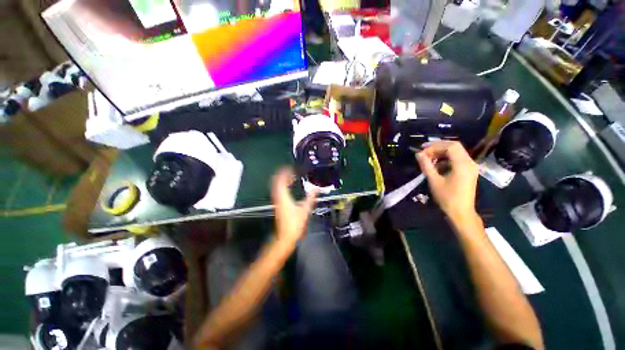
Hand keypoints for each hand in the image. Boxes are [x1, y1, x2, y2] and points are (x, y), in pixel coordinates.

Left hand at [271, 167, 317, 243]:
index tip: (290, 168)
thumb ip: (311, 198)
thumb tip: (317, 189)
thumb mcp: (305, 210)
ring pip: (276, 186)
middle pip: (276, 182)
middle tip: (290, 171)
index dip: (285, 173)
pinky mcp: (278, 204)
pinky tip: (288, 187)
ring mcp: (277, 201)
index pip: (281, 181)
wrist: (285, 236)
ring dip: (282, 180)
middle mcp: (278, 197)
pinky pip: (277, 191)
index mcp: (284, 197)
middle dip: (282, 174)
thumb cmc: (295, 224)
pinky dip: (282, 186)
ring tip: (290, 177)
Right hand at [416, 141, 478, 223]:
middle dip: (438, 147)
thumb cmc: (447, 197)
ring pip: (456, 152)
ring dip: (441, 153)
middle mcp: (469, 162)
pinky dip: (446, 159)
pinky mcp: (469, 171)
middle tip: (424, 153)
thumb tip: (418, 154)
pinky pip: (457, 159)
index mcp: (462, 164)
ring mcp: (470, 167)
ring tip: (428, 159)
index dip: (435, 146)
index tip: (422, 151)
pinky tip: (436, 166)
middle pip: (454, 147)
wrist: (461, 212)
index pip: (450, 146)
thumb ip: (426, 165)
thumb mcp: (434, 180)